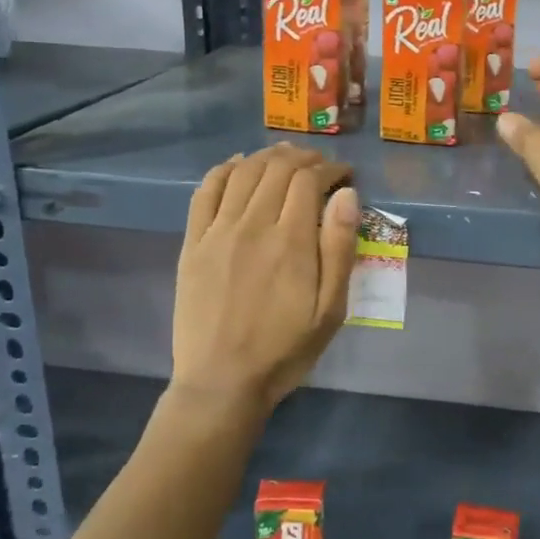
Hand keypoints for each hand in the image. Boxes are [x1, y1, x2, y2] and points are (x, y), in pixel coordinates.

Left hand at [172, 144, 359, 413]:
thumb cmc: (285, 349)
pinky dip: (224, 169)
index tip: (344, 175)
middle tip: (320, 165)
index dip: (330, 169)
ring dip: (268, 157)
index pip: (309, 180)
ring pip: (243, 172)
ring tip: (286, 158)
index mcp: (291, 241)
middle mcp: (252, 225)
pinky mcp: (192, 242)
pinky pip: (206, 191)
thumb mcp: (330, 309)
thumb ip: (339, 248)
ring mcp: (217, 231)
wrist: (222, 381)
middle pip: (277, 168)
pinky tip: (237, 165)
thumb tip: (346, 195)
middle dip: (304, 158)